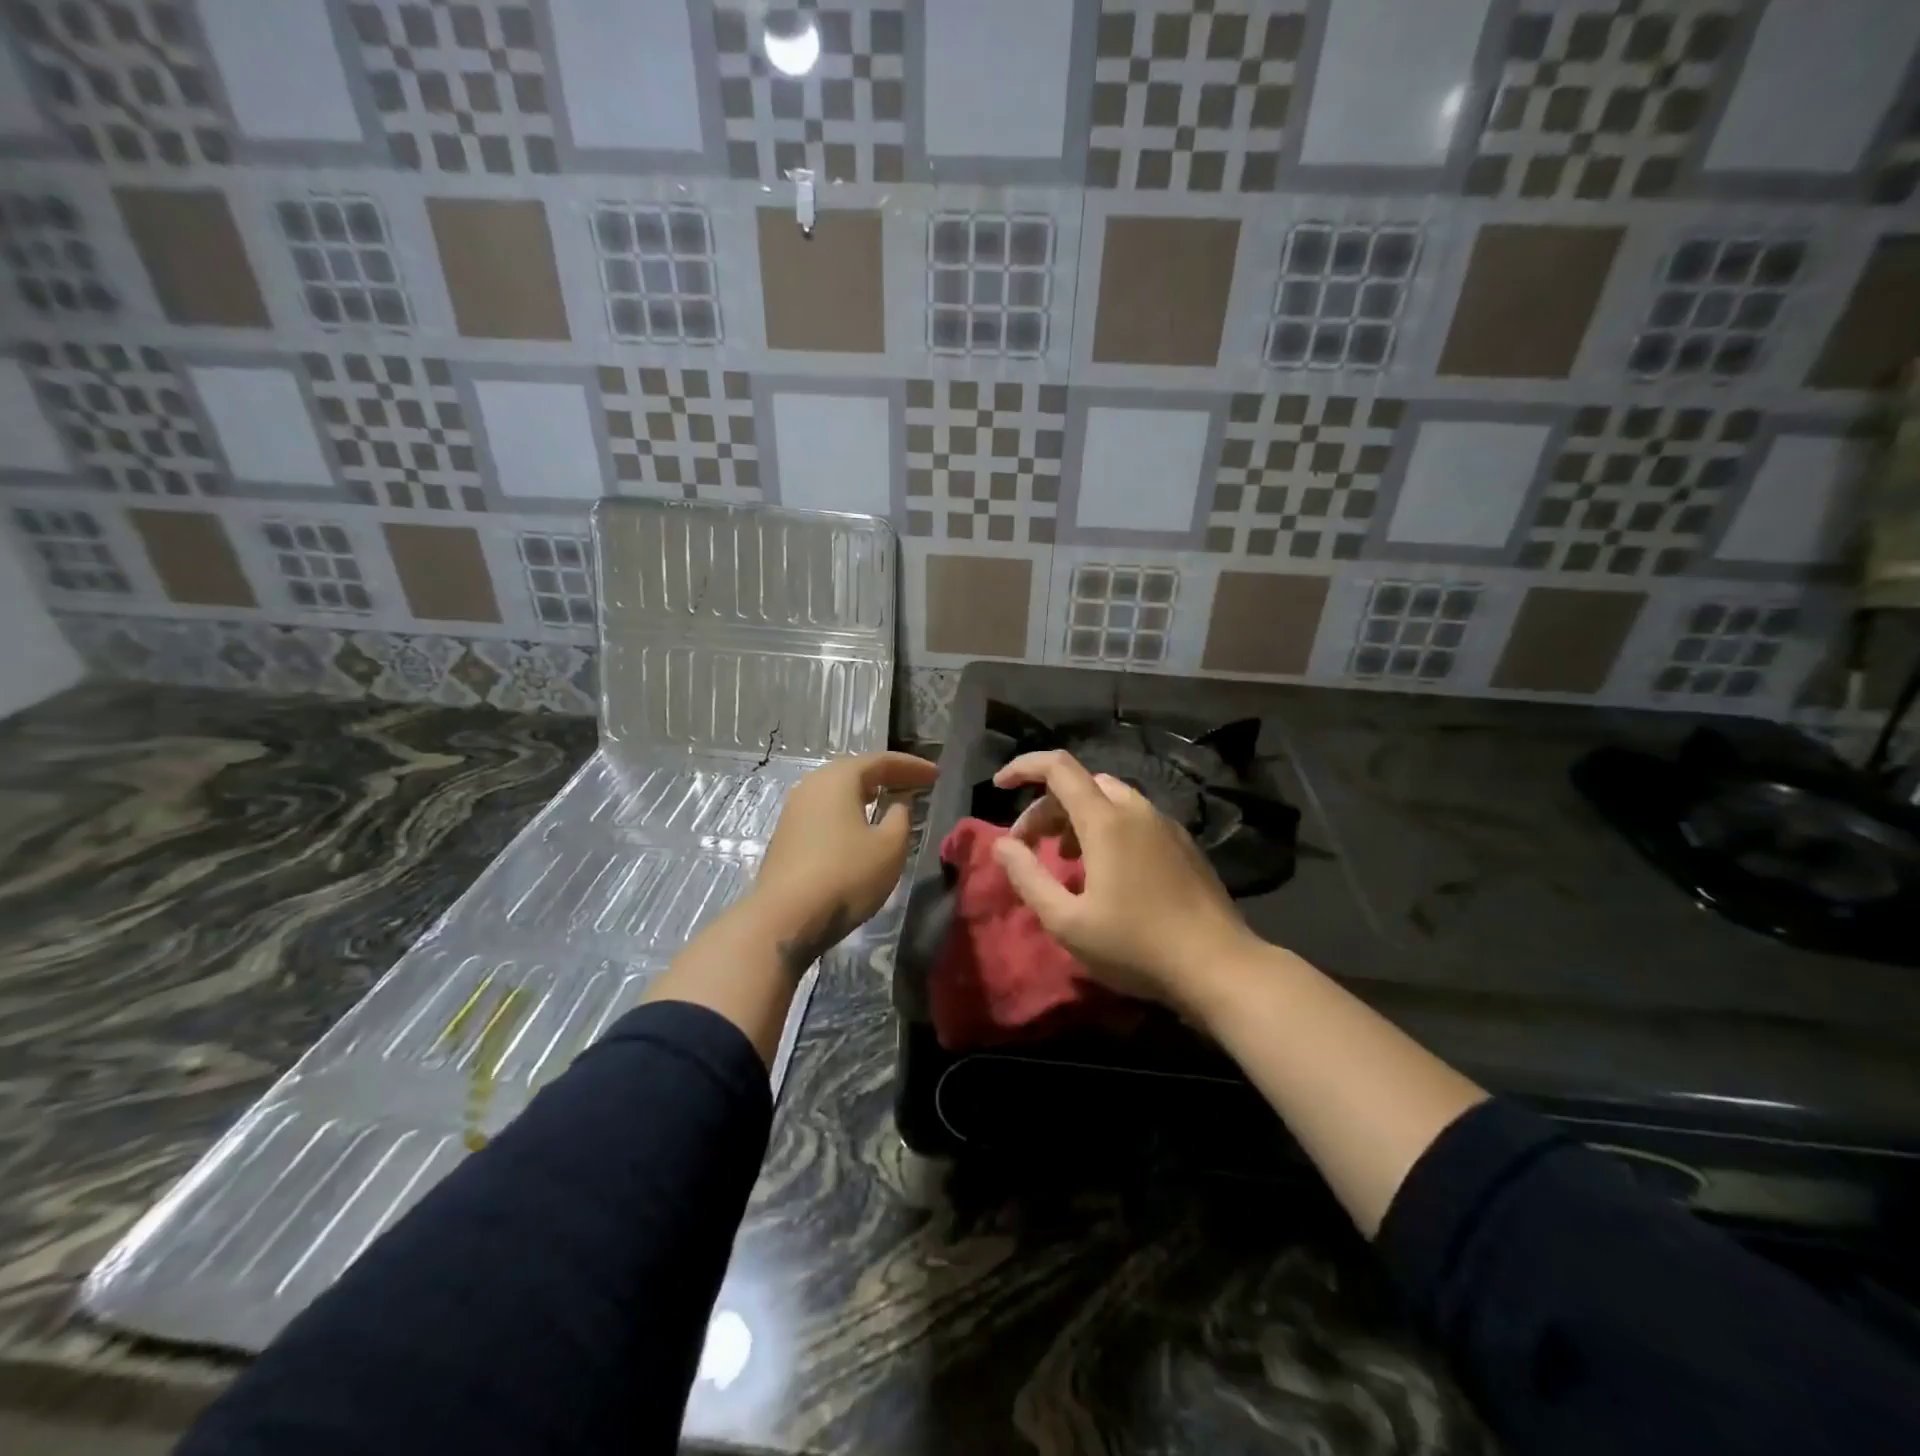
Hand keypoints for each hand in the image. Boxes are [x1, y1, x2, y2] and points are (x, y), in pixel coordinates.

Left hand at [752, 751, 937, 970]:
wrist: (785, 918)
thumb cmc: (846, 875)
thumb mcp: (889, 846)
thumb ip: (900, 817)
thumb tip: (898, 803)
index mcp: (838, 778)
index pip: (880, 760)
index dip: (911, 766)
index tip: (935, 774)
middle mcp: (811, 786)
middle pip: (854, 771)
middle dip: (886, 775)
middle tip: (914, 783)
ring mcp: (794, 811)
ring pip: (837, 792)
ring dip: (865, 793)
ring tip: (889, 800)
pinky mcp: (786, 837)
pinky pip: (825, 812)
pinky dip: (849, 811)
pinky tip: (859, 827)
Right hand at [991, 750, 1257, 1006]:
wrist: (1219, 966)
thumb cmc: (1135, 945)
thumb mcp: (1067, 921)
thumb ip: (1028, 877)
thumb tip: (1003, 845)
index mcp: (1106, 820)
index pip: (1058, 768)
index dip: (1024, 768)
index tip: (1000, 786)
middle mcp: (1137, 810)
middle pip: (1081, 784)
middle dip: (1046, 807)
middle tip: (1028, 846)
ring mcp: (1165, 825)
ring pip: (1109, 800)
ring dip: (1075, 818)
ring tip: (1063, 860)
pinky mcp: (1183, 844)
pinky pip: (1133, 818)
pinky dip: (1105, 828)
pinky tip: (1105, 871)